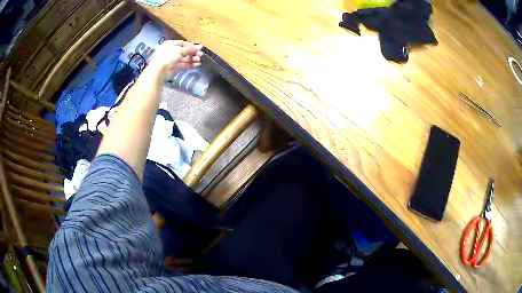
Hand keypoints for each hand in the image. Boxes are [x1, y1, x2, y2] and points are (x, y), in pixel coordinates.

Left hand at [147, 40, 203, 80]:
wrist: (159, 70)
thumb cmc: (167, 56)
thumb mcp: (180, 50)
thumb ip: (190, 49)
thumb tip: (199, 47)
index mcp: (170, 44)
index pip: (183, 43)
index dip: (191, 45)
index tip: (199, 48)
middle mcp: (171, 51)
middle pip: (184, 51)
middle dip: (192, 53)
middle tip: (200, 54)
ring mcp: (172, 60)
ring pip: (184, 59)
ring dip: (192, 59)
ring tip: (199, 60)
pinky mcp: (173, 68)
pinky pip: (183, 65)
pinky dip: (189, 64)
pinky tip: (196, 65)